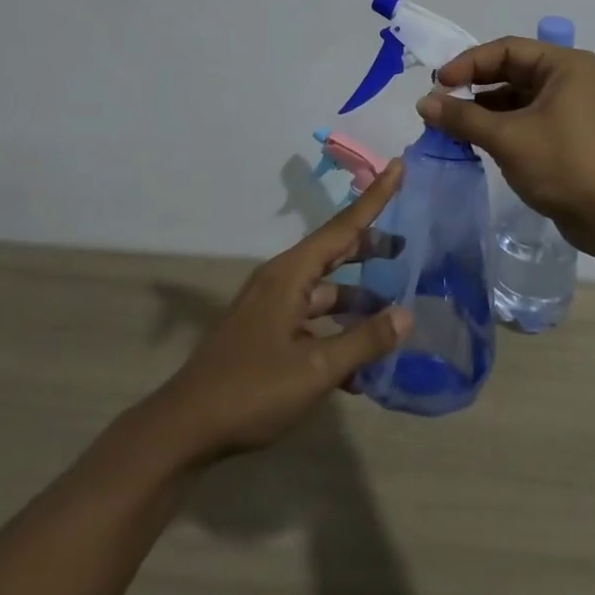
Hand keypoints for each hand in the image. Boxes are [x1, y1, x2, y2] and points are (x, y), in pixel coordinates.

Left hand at [146, 161, 412, 462]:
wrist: (185, 429)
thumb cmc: (252, 390)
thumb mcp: (315, 370)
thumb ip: (363, 340)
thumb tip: (407, 314)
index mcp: (291, 273)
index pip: (343, 226)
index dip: (374, 197)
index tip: (398, 166)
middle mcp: (282, 280)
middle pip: (335, 252)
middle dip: (371, 248)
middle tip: (408, 247)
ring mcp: (272, 307)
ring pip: (325, 289)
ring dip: (357, 297)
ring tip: (393, 310)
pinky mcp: (267, 333)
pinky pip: (312, 317)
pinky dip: (337, 327)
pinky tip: (361, 360)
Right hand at [416, 38, 594, 253]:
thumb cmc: (564, 165)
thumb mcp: (508, 138)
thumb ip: (463, 117)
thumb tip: (423, 102)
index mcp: (563, 65)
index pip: (506, 49)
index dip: (468, 63)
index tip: (438, 83)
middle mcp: (568, 78)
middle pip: (509, 69)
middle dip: (473, 85)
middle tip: (439, 101)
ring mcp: (568, 106)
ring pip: (514, 96)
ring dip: (482, 107)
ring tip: (449, 123)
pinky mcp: (565, 132)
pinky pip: (523, 117)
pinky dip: (498, 124)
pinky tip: (473, 138)